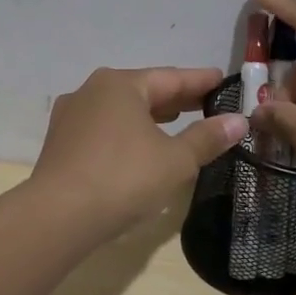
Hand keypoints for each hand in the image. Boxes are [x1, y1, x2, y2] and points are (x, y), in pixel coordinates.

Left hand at [30, 67, 248, 233]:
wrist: (57, 216)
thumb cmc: (123, 178)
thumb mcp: (175, 160)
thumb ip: (207, 138)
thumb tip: (238, 121)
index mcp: (120, 84)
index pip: (171, 78)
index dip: (201, 81)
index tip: (224, 80)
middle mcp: (91, 91)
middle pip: (143, 91)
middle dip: (176, 99)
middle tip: (207, 103)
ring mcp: (71, 117)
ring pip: (121, 111)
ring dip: (150, 117)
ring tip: (177, 122)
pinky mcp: (60, 144)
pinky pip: (104, 130)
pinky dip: (128, 133)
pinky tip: (140, 147)